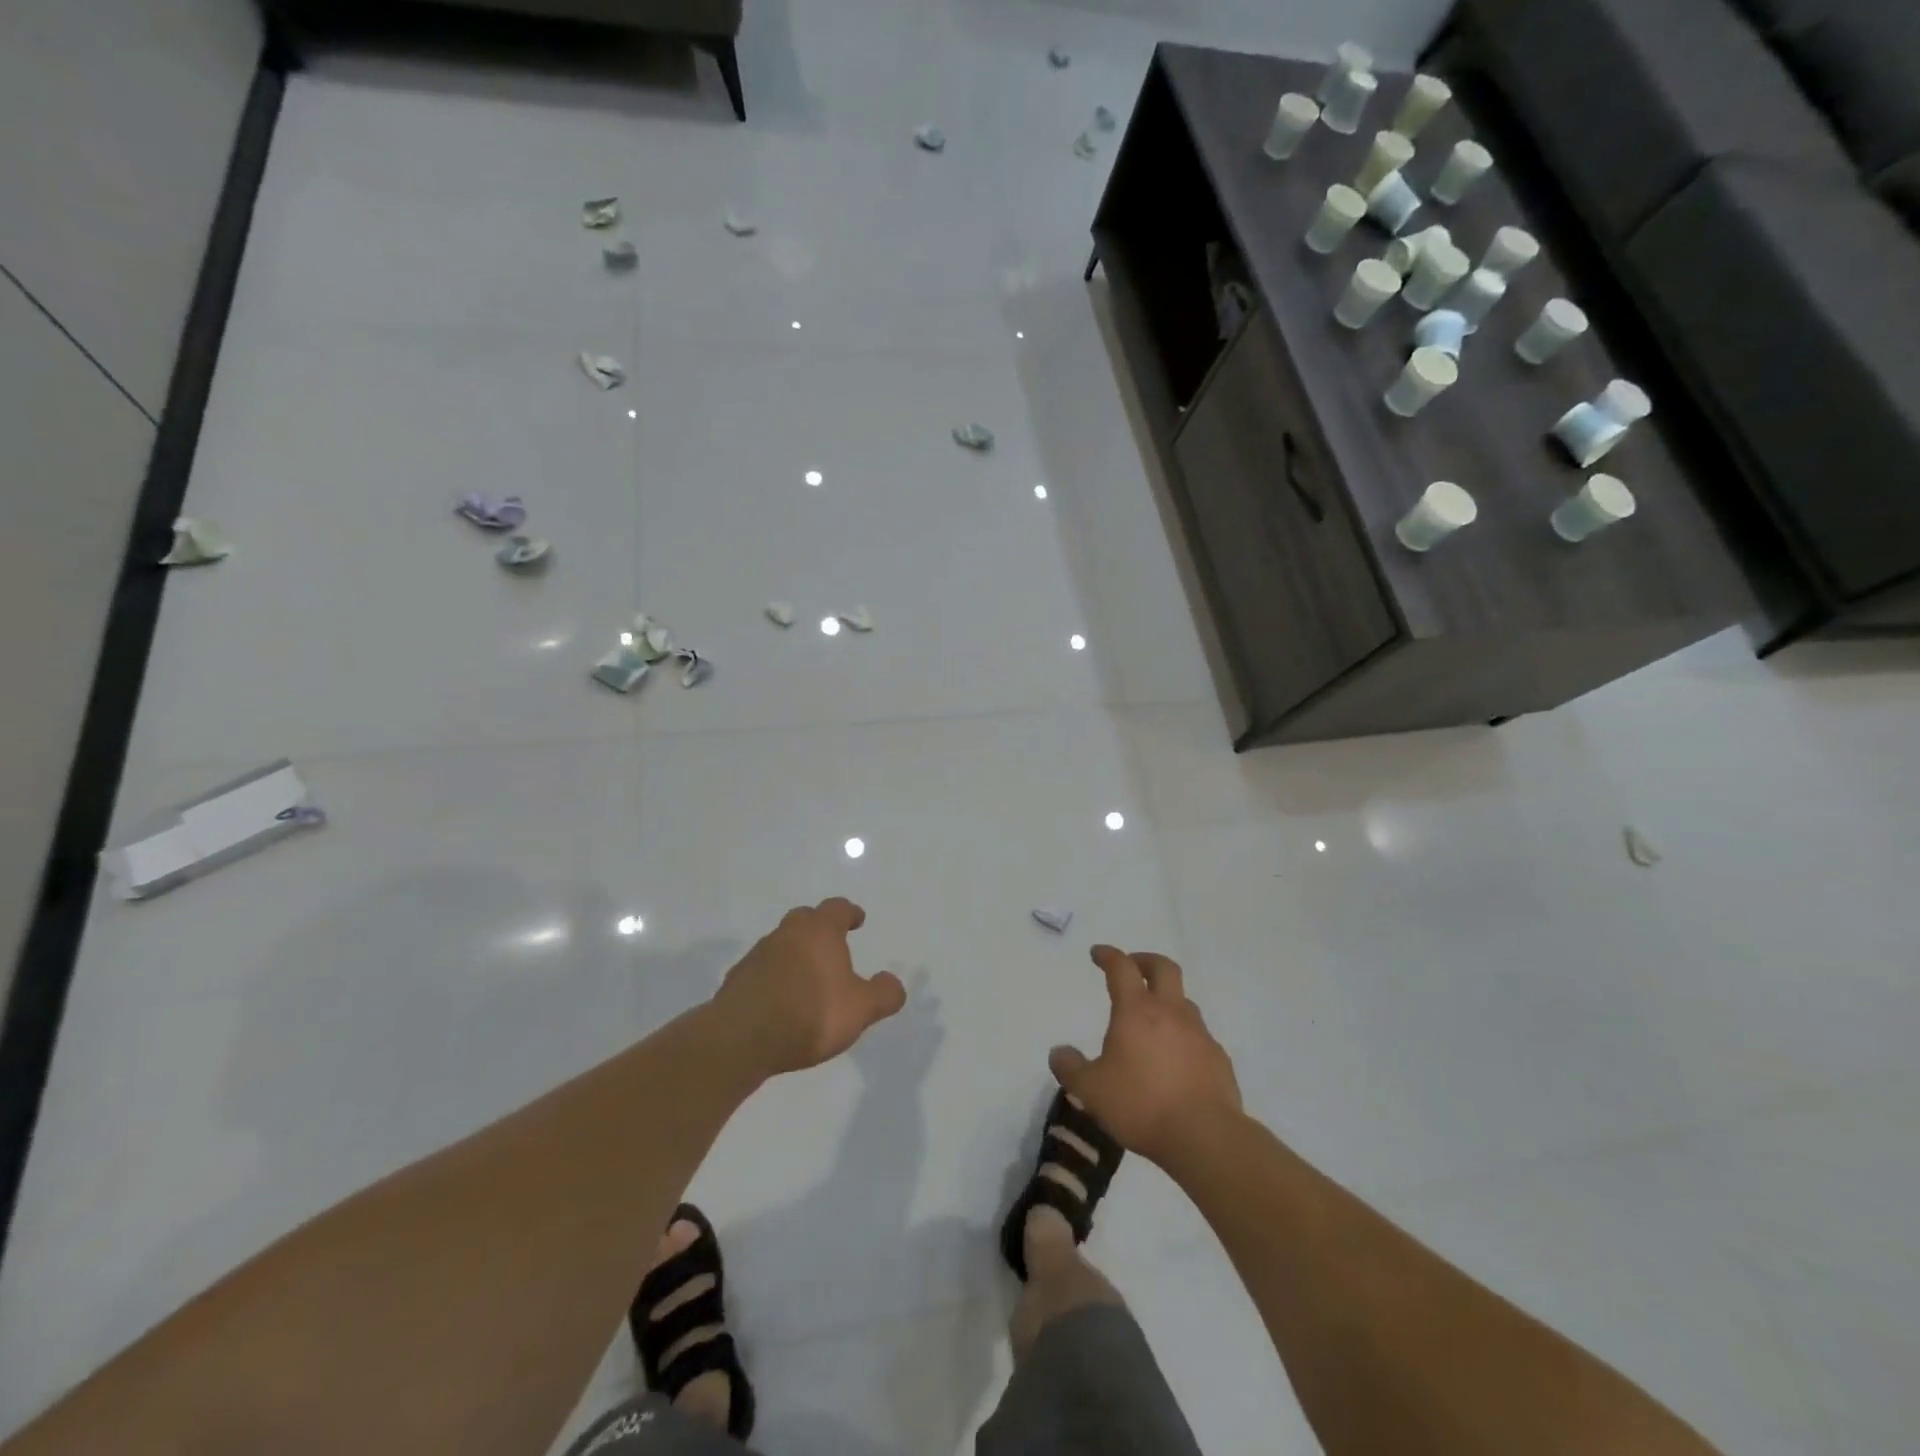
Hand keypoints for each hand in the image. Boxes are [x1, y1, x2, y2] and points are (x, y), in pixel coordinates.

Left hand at [712, 898, 906, 1074]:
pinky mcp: (737, 979)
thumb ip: (883, 994)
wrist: (743, 1037)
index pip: (837, 908)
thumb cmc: (811, 1013)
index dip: (850, 912)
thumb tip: (893, 982)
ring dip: (795, 953)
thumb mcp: (860, 1009)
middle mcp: (787, 934)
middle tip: (831, 944)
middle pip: (805, 919)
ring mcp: (758, 955)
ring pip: (781, 943)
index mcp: (819, 931)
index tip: (857, 920)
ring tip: (807, 977)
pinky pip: (762, 970)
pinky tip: (780, 999)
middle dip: (819, 928)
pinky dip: (774, 977)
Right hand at [1049, 945, 1241, 1165]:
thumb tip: (1058, 1052)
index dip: (1108, 955)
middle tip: (1132, 967)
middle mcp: (1170, 1012)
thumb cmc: (1141, 1105)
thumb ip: (1071, 1068)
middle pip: (1163, 968)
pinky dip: (1184, 1035)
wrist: (1205, 1137)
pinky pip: (1199, 1035)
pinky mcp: (1218, 1058)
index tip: (1098, 953)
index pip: (1122, 967)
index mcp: (1136, 1011)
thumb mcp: (1091, 1090)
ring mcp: (1199, 1034)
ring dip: (1167, 999)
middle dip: (1145, 961)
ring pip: (1184, 1001)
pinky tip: (1176, 1059)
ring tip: (1153, 1019)